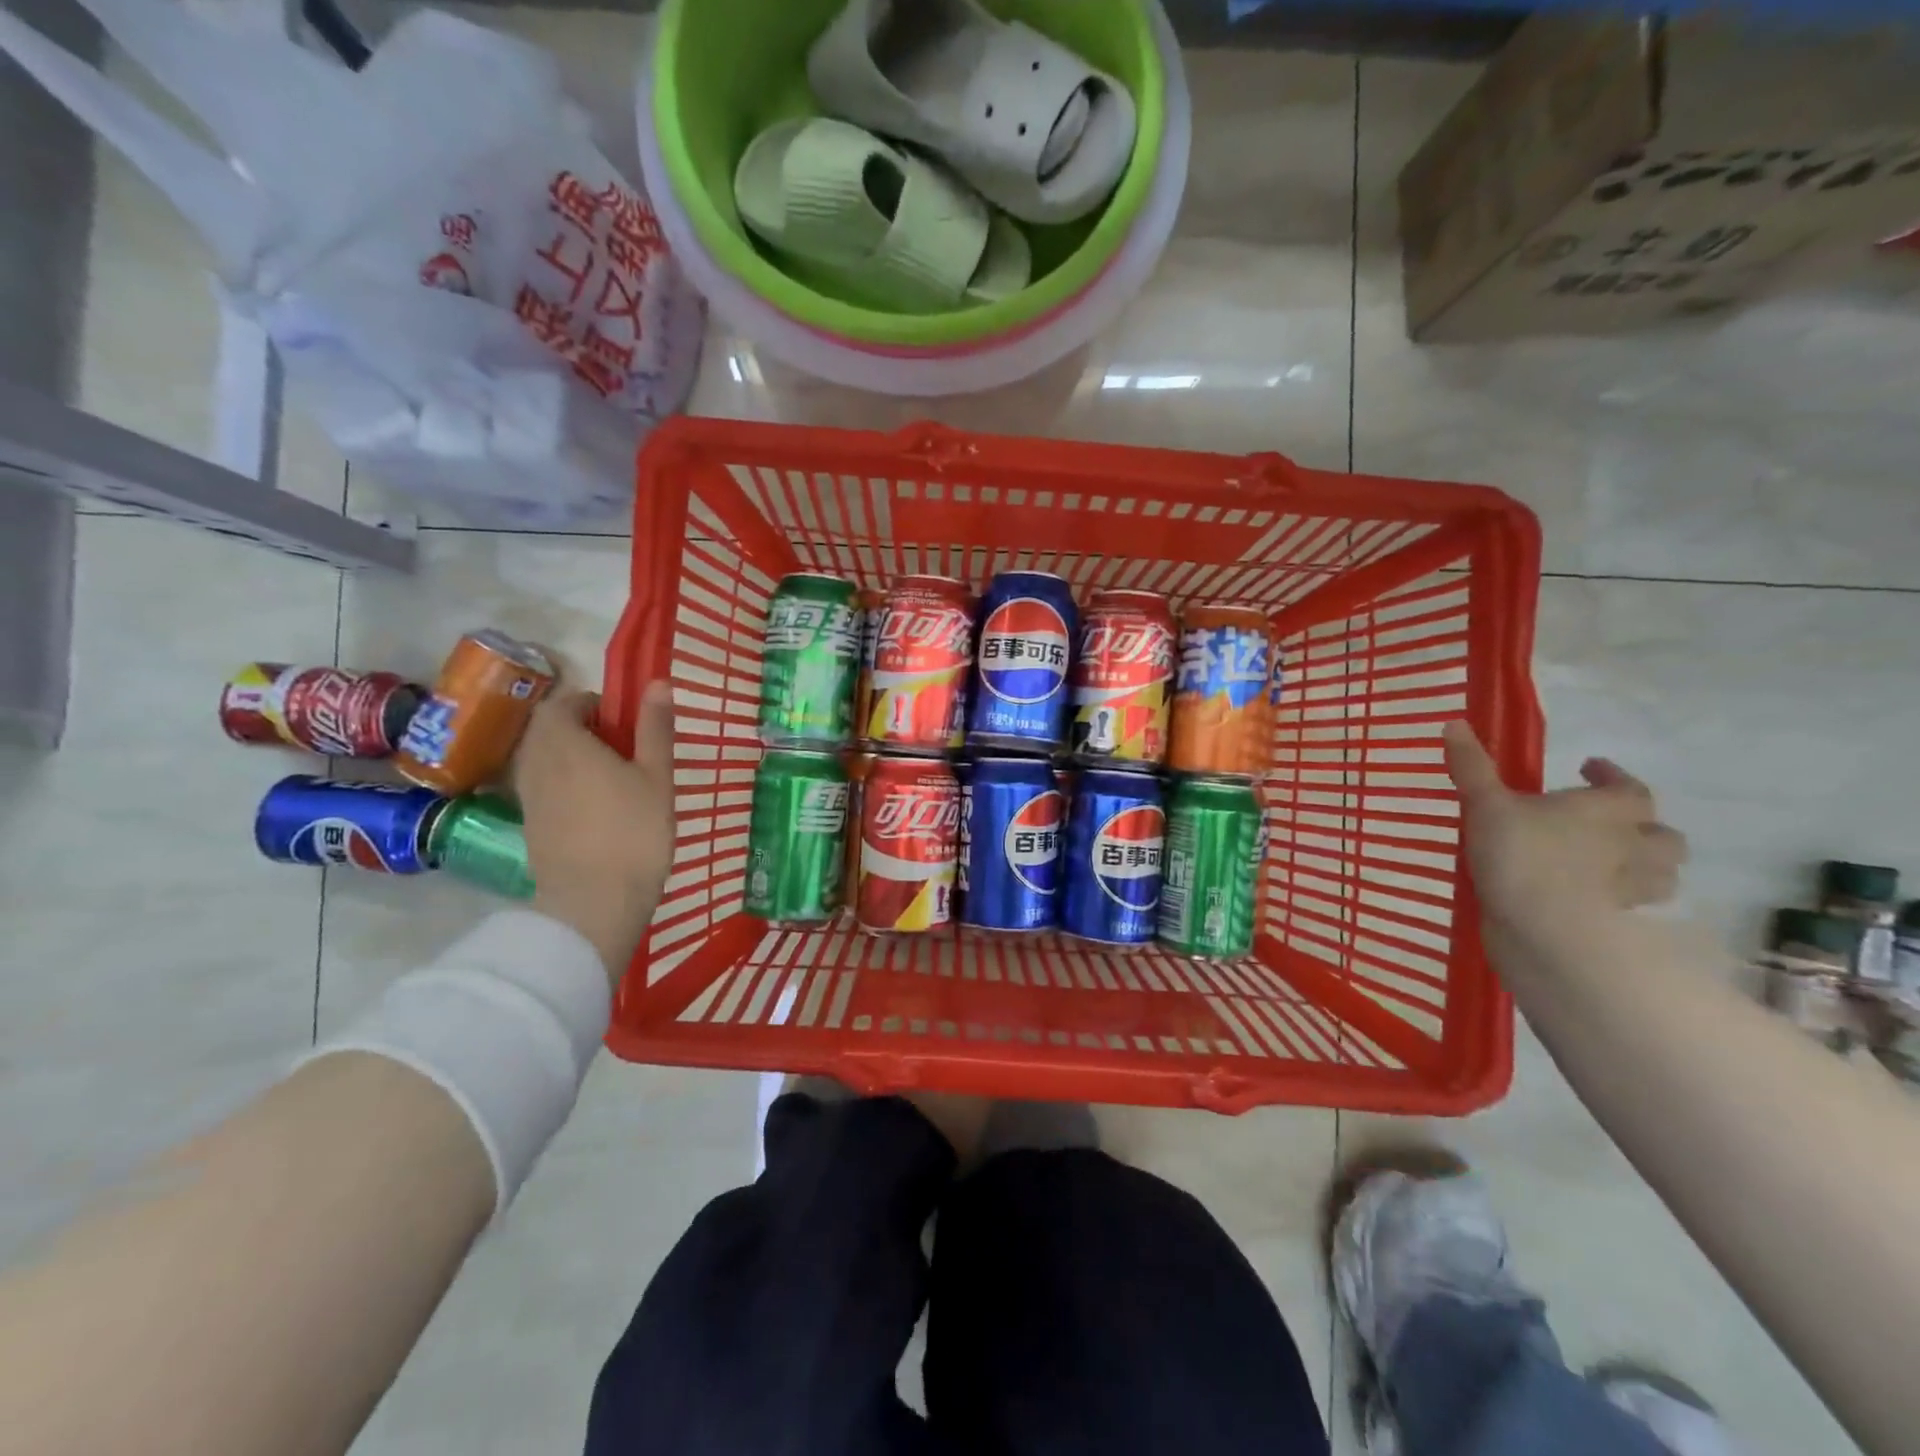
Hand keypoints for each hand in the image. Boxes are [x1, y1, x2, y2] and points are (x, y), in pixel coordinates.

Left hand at [514, 683, 675, 983]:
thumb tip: (657, 683)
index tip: (621, 720)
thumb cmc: (634, 832)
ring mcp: (529, 798)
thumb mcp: (656, 776)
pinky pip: (542, 788)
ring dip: (569, 757)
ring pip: (542, 760)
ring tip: (610, 777)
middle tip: (620, 746)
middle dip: (578, 730)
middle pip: (547, 731)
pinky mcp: (530, 826)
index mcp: (565, 742)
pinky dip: (564, 785)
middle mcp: (536, 763)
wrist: (594, 903)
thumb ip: (654, 729)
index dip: (590, 704)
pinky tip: (596, 808)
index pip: (562, 704)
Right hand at [1443, 721, 1686, 953]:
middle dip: (1643, 828)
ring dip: (1643, 867)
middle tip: (1610, 825)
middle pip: (1662, 835)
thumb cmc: (1522, 854)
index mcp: (1609, 810)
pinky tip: (1592, 901)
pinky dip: (1619, 902)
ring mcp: (1632, 889)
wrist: (1544, 929)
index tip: (1590, 768)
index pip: (1629, 787)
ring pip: (1660, 875)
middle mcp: (1634, 845)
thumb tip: (1454, 723)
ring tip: (1610, 865)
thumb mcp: (1485, 805)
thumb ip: (1472, 767)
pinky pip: (1631, 908)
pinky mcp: (1619, 924)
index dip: (1611, 775)